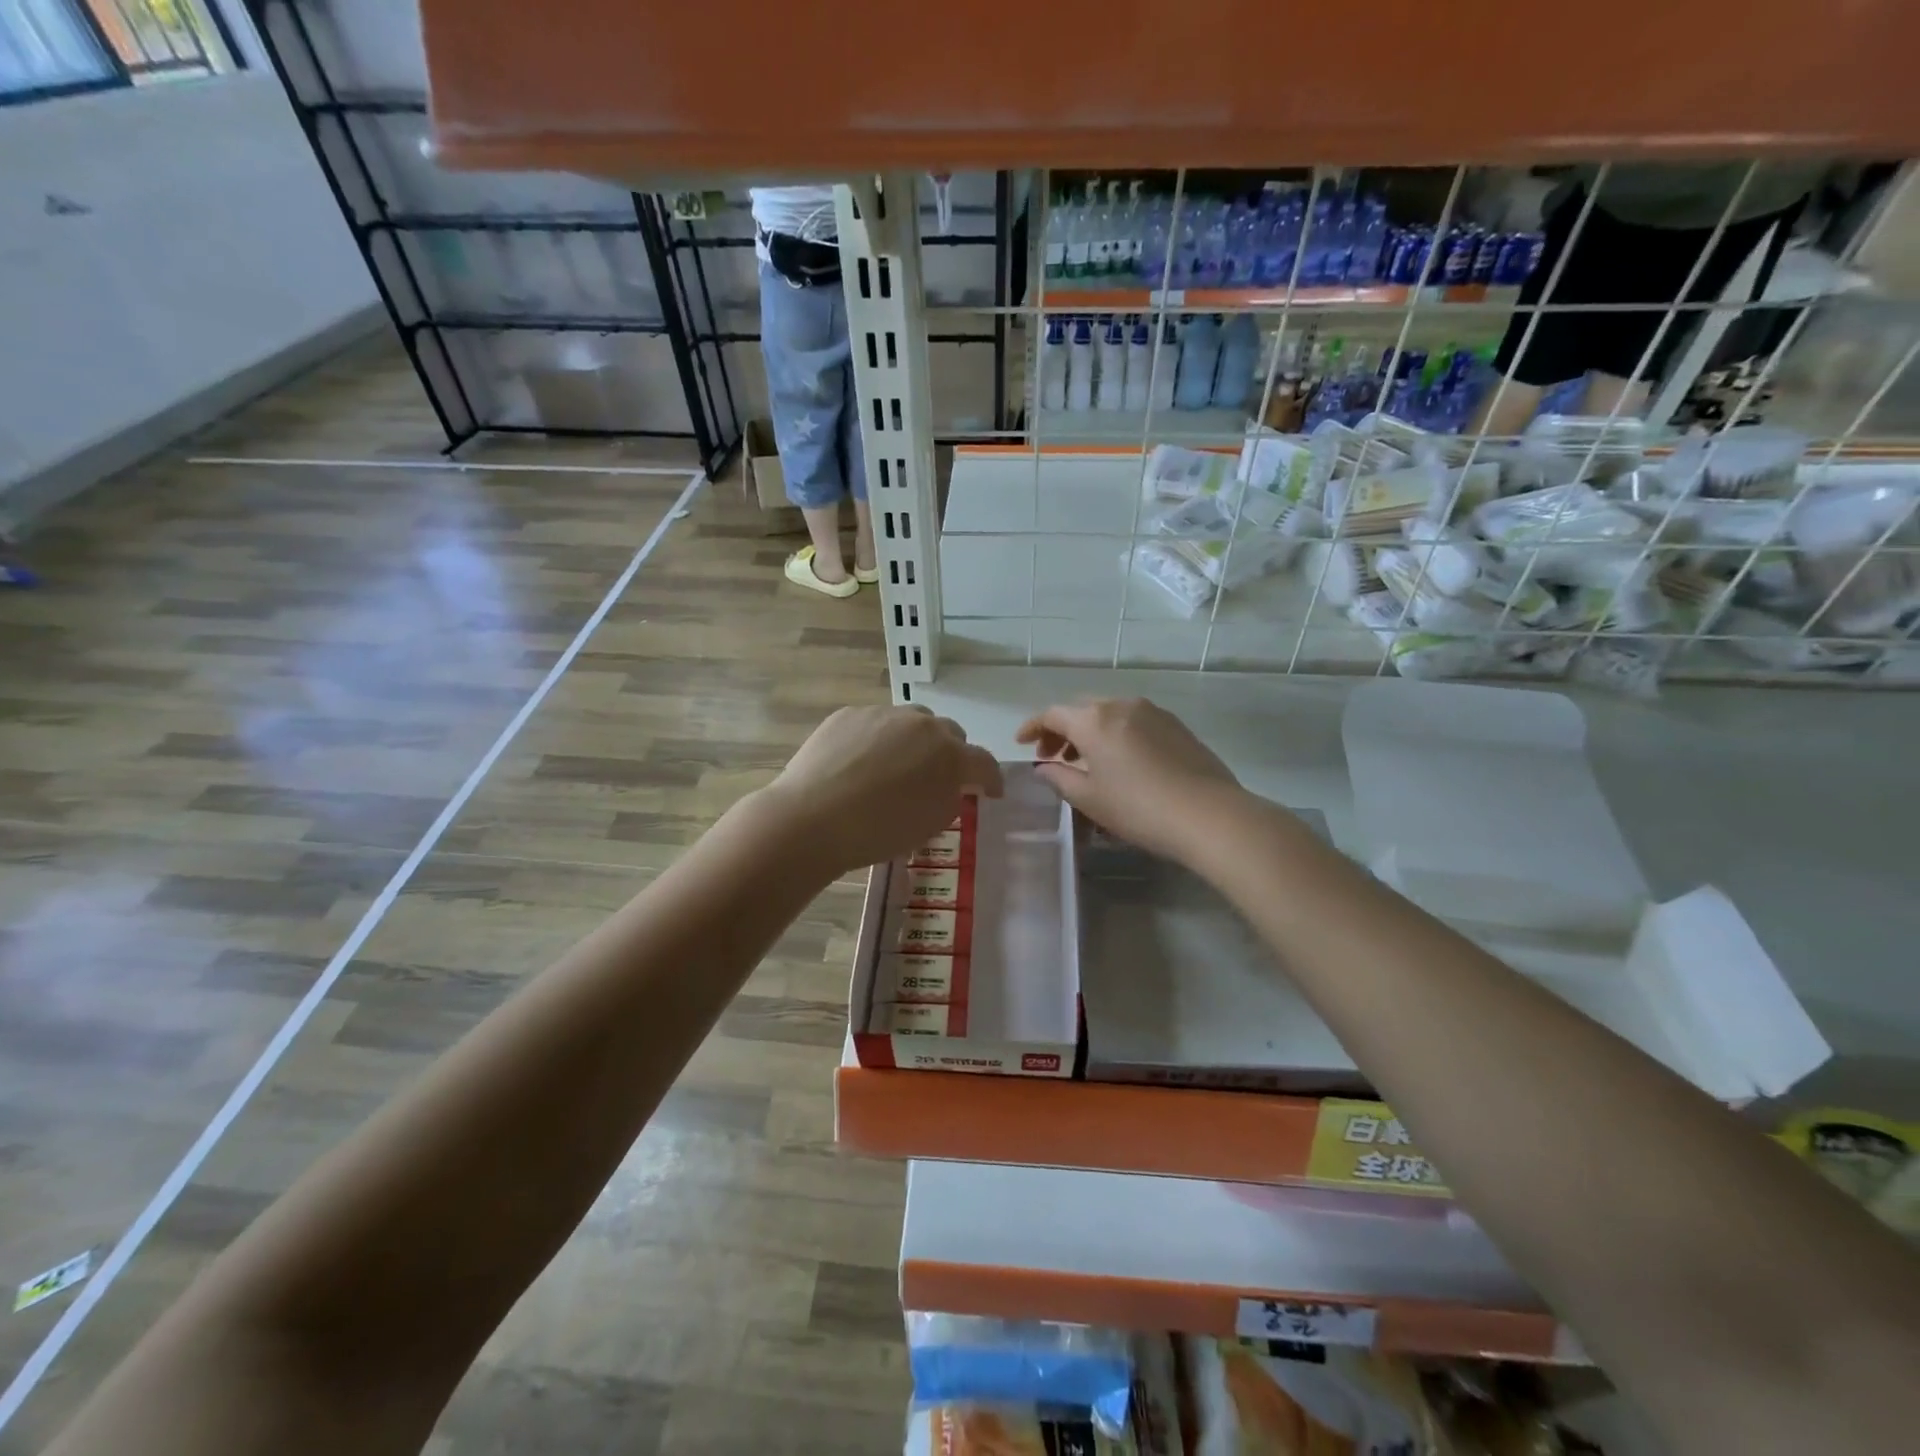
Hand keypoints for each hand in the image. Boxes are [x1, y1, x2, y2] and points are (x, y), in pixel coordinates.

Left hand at [764, 706, 1002, 873]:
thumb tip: (951, 785)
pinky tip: (859, 764)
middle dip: (950, 754)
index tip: (990, 791)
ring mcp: (884, 714)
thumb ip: (951, 798)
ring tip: (895, 766)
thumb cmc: (878, 832)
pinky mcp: (850, 713)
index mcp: (950, 755)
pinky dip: (877, 739)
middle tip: (936, 778)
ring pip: (912, 721)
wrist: (811, 819)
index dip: (991, 779)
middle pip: (950, 733)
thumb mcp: (930, 825)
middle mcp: (923, 725)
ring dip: (914, 740)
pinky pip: (875, 723)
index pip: (984, 762)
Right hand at [1015, 698, 1241, 864]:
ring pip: (1109, 714)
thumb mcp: (1089, 799)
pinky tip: (1120, 762)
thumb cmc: (1138, 808)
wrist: (1208, 814)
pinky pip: (1133, 722)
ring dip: (1090, 732)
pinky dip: (1116, 734)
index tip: (1021, 743)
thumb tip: (1045, 767)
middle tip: (1053, 757)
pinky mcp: (1175, 725)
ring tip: (1086, 762)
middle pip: (1081, 710)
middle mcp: (1121, 705)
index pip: (1052, 714)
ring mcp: (1152, 712)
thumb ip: (1059, 778)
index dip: (1033, 727)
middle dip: (1062, 730)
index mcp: (1093, 720)